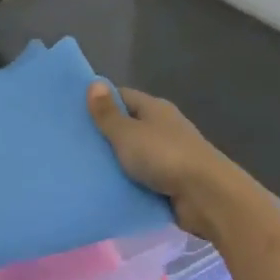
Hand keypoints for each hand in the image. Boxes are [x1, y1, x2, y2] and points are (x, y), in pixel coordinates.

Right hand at [86, 83, 251, 237]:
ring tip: (82, 169)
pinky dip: (128, 183)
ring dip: (115, 162)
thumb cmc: (164, 156)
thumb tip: (94, 83)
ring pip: (134, 155)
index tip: (73, 113)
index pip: (122, 97)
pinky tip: (105, 189)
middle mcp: (163, 127)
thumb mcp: (128, 133)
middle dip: (103, 135)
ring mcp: (169, 155)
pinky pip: (142, 179)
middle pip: (128, 126)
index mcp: (154, 109)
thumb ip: (108, 114)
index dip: (99, 102)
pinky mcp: (172, 182)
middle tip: (71, 145)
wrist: (207, 196)